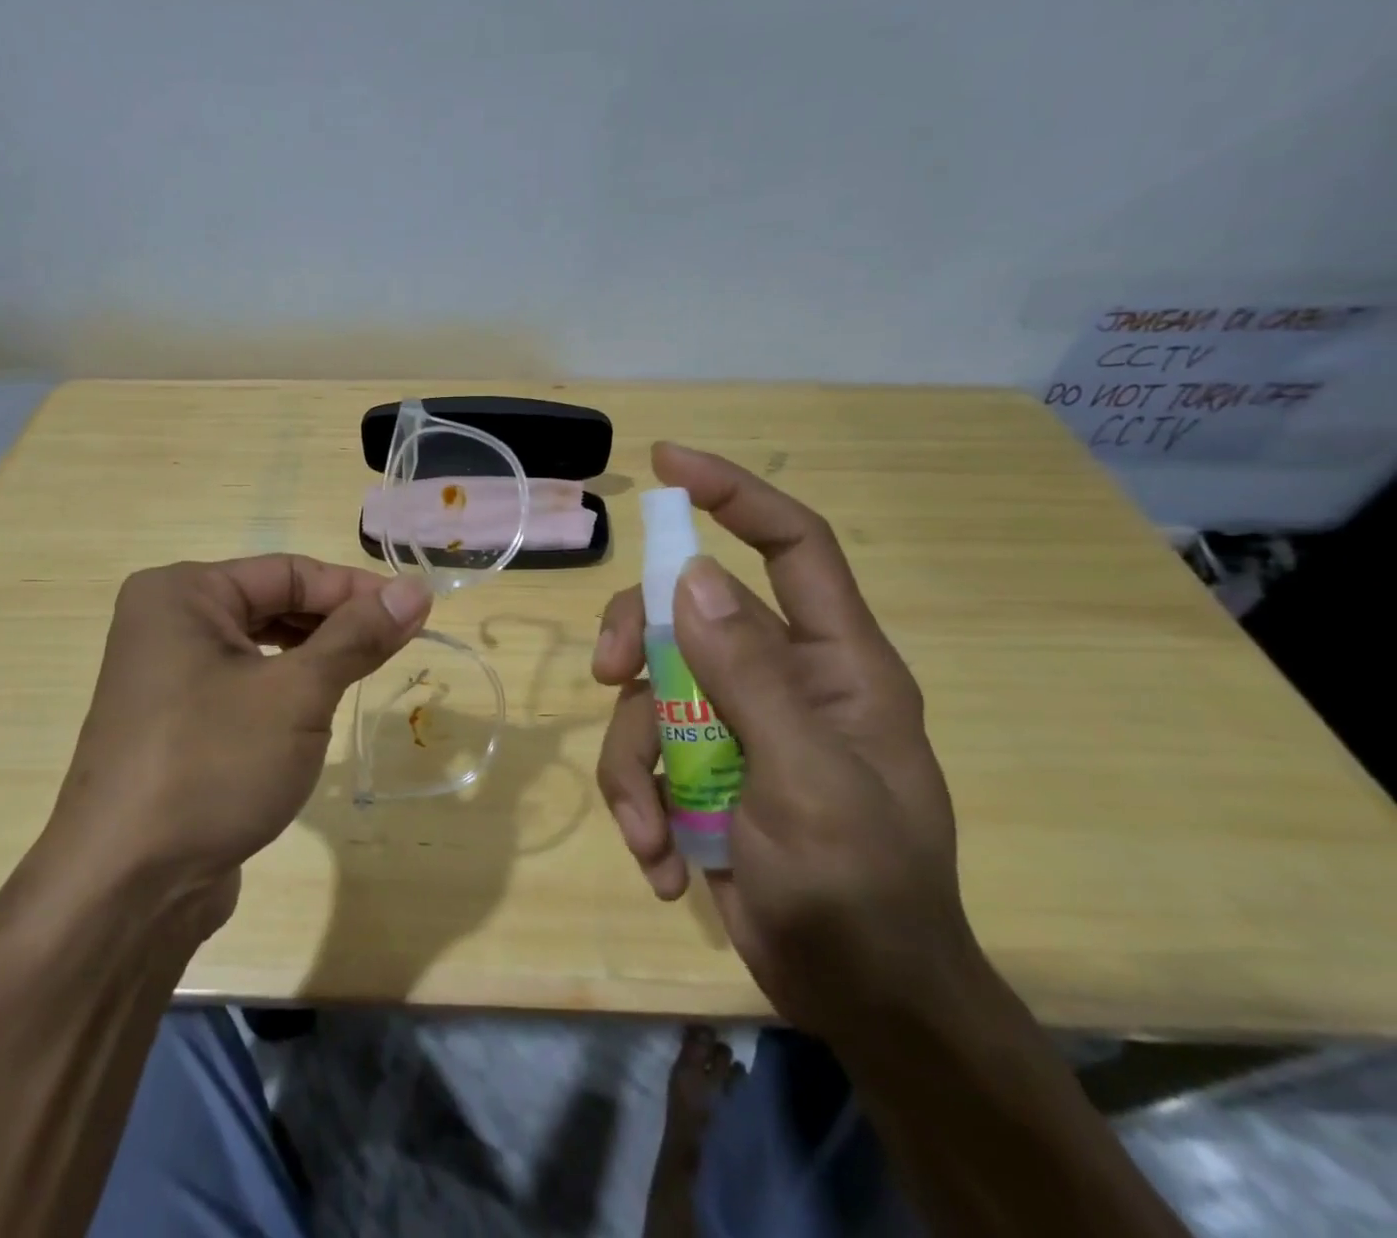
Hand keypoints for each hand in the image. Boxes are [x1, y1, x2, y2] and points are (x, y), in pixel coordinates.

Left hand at [38, 556, 432, 932]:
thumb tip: (417, 590)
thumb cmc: (212, 767)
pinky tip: (317, 711)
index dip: (357, 589)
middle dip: (337, 623)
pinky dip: (287, 689)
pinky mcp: (177, 721)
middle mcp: (167, 622)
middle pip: (274, 603)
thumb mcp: (297, 695)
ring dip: (316, 656)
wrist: (125, 891)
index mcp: (182, 594)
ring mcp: (167, 675)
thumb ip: (358, 636)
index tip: (415, 612)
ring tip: (366, 674)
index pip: (290, 572)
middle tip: (398, 644)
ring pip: (262, 646)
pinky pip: (245, 684)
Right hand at [593, 444, 970, 1039]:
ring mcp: (735, 725)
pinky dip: (640, 804)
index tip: (667, 463)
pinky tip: (661, 862)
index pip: (792, 544)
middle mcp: (782, 678)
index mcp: (835, 662)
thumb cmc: (861, 891)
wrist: (859, 1003)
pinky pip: (644, 754)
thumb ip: (750, 676)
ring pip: (649, 693)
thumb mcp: (807, 782)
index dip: (734, 494)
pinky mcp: (701, 771)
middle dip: (638, 641)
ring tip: (651, 834)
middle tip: (607, 676)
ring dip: (633, 762)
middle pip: (687, 611)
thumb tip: (690, 575)